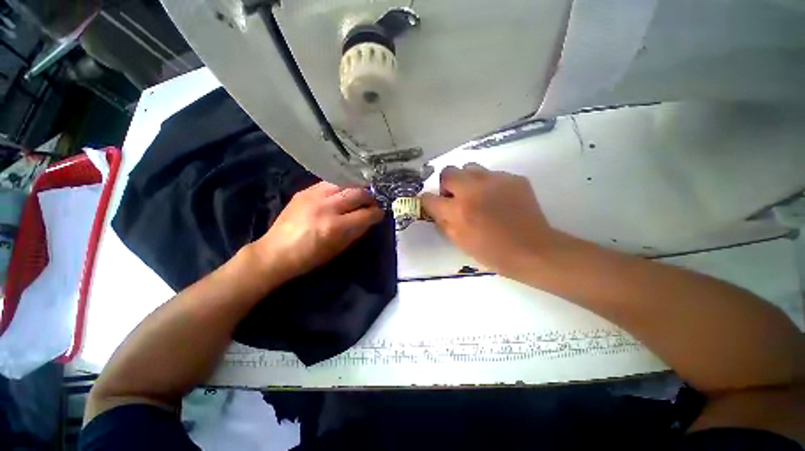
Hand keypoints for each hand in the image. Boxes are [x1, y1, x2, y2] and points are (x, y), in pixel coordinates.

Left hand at [249, 181, 383, 284]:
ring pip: (345, 184)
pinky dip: (341, 187)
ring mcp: (314, 196)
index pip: (366, 214)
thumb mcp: (338, 249)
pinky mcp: (305, 191)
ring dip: (357, 189)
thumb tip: (370, 219)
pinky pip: (330, 183)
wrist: (275, 252)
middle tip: (372, 203)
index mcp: (335, 226)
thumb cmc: (310, 257)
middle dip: (370, 198)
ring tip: (359, 196)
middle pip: (358, 193)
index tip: (380, 214)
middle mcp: (326, 207)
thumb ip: (357, 232)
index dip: (377, 213)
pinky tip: (343, 193)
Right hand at [421, 163, 560, 276]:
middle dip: (446, 184)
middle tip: (455, 197)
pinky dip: (488, 184)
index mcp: (458, 211)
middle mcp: (473, 190)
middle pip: (448, 172)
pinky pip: (492, 174)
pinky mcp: (513, 178)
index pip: (430, 197)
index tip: (432, 204)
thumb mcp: (460, 242)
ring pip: (470, 167)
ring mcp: (495, 181)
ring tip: (476, 194)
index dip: (427, 200)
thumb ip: (443, 223)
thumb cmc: (492, 252)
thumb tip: (436, 209)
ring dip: (466, 180)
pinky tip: (497, 198)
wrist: (532, 249)